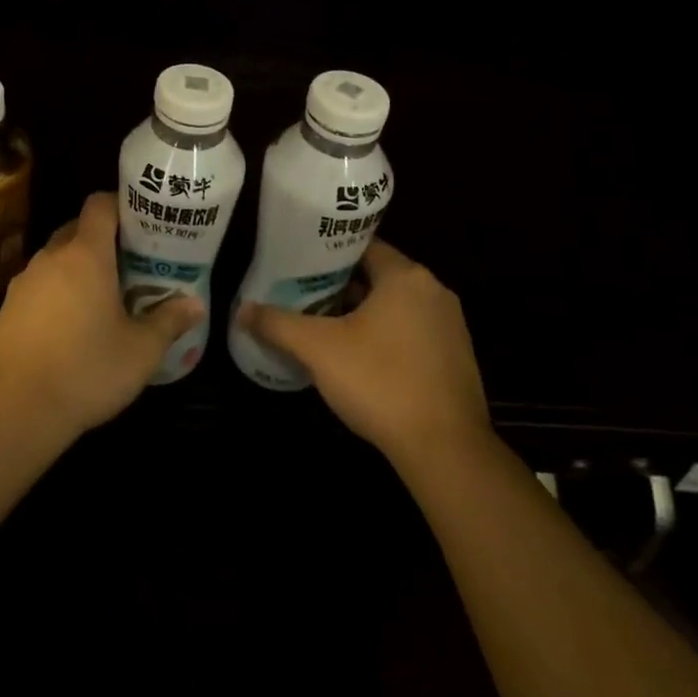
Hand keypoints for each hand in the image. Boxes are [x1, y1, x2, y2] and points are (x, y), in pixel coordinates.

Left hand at [0, 191, 202, 443]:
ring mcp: (25, 281)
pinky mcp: (8, 307)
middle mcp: (52, 257)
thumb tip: (195, 305)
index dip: (120, 205)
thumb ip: (168, 321)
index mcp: (86, 254)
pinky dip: (57, 291)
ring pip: (56, 258)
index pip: (100, 205)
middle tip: (131, 263)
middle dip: (103, 239)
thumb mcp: (140, 352)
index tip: (142, 224)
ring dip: (78, 267)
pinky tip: (71, 324)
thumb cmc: (85, 370)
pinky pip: (39, 284)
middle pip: (78, 229)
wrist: (12, 409)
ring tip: (104, 296)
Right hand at [237, 239, 490, 472]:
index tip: (299, 261)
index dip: (328, 252)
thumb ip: (278, 324)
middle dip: (341, 285)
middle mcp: (433, 292)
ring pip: (395, 306)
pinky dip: (386, 336)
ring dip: (363, 312)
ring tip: (323, 323)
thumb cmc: (380, 381)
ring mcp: (450, 326)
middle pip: (378, 276)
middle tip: (302, 293)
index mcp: (406, 276)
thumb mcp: (318, 349)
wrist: (445, 450)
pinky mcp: (456, 359)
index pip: (363, 246)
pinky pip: (412, 333)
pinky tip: (359, 358)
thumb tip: (241, 310)